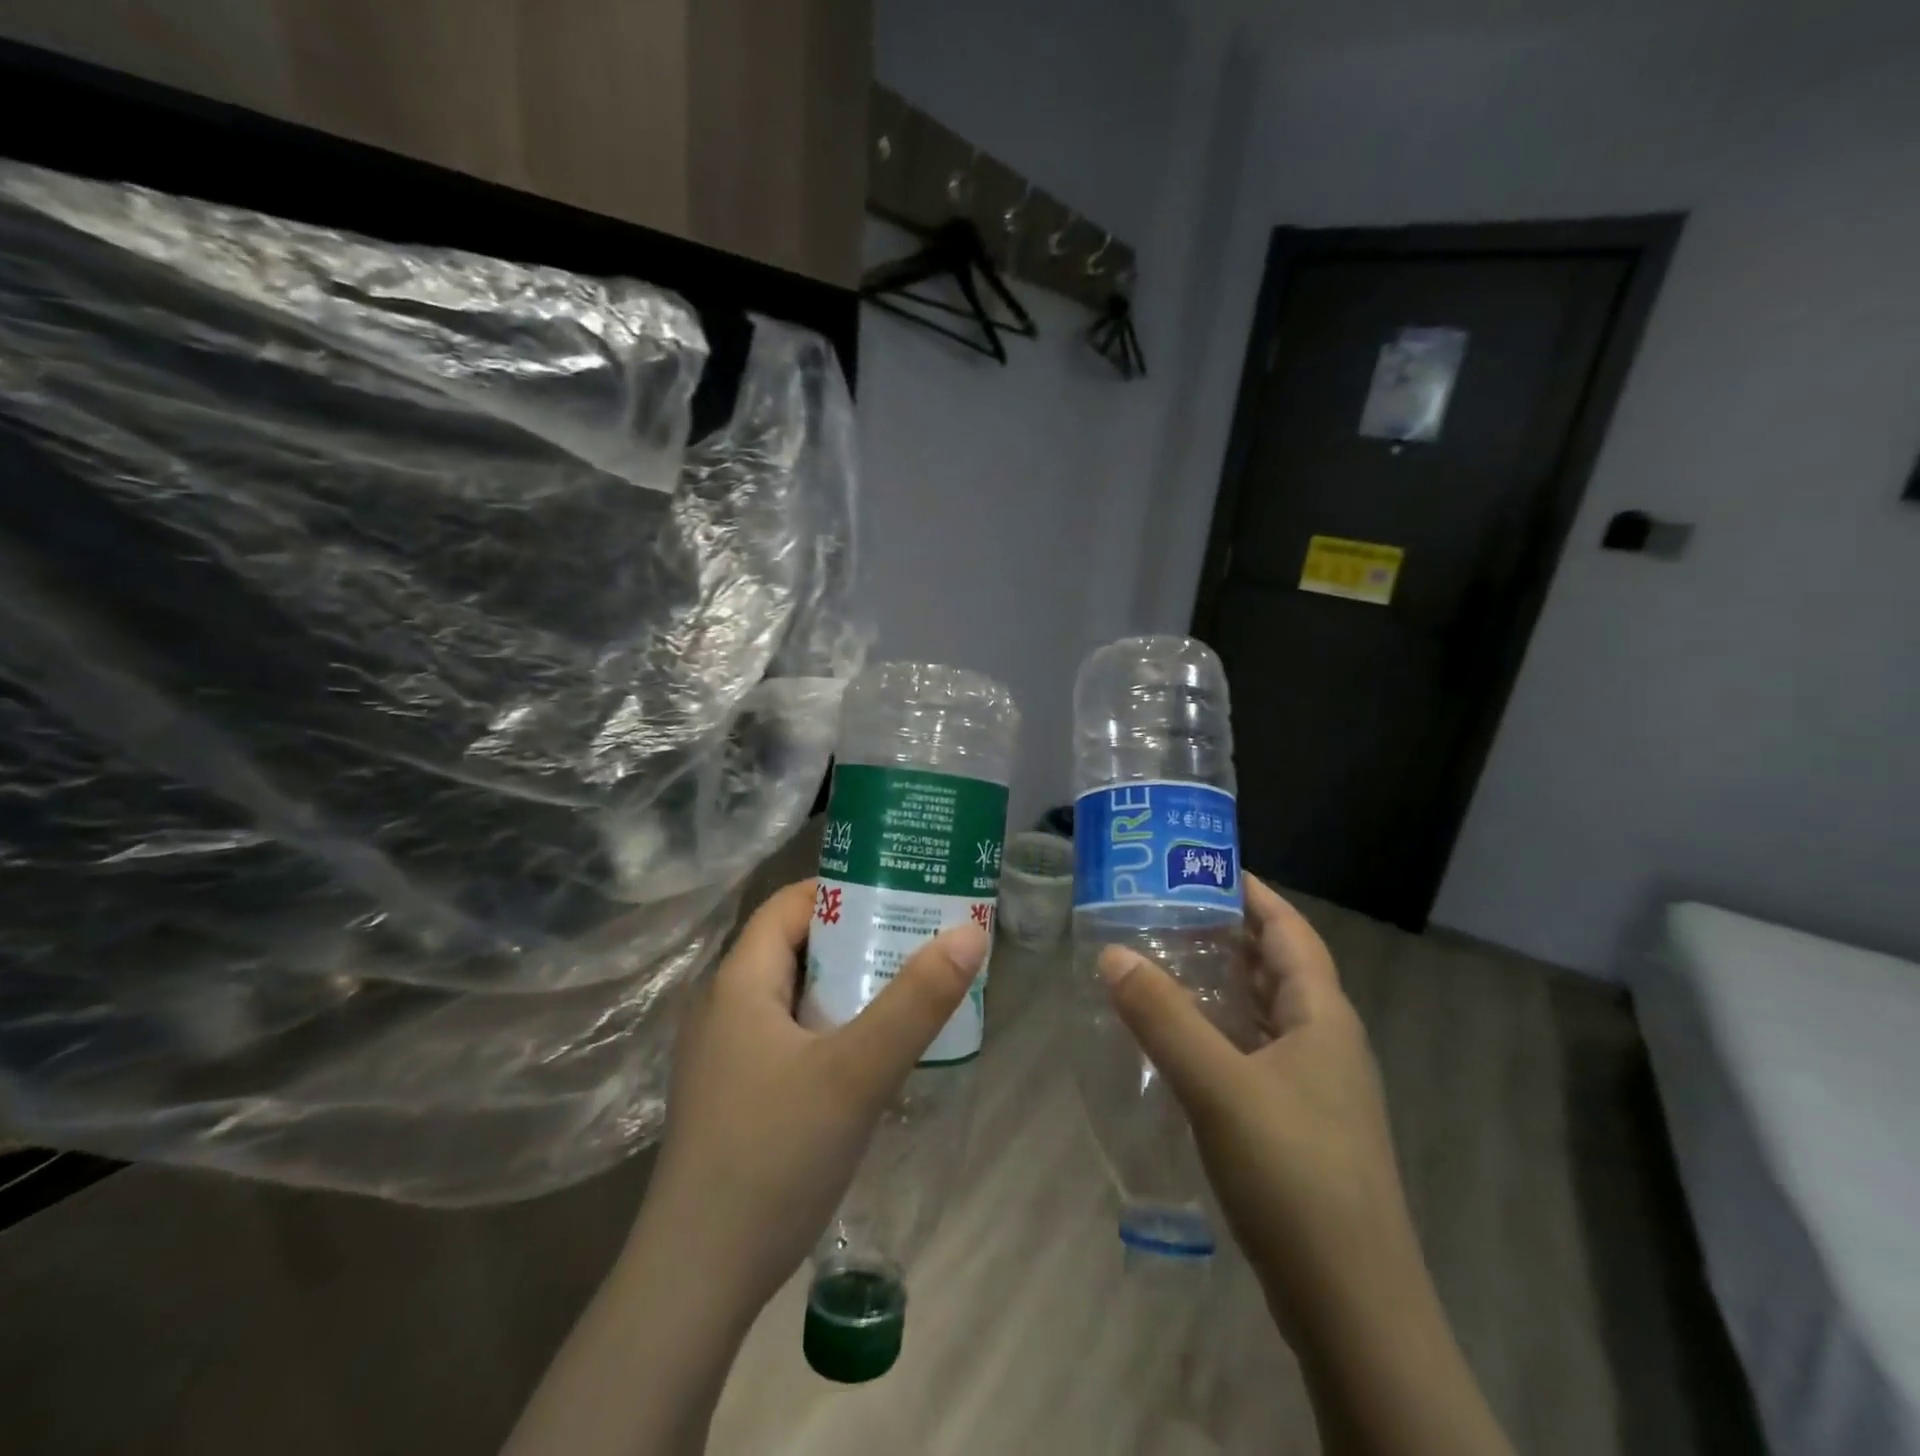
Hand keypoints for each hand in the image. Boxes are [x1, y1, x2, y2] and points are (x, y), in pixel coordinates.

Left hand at [502, 879, 989, 1455]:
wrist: (696, 1280)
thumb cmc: (772, 1156)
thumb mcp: (856, 1072)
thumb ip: (917, 1000)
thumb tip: (971, 930)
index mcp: (740, 982)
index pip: (790, 904)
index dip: (843, 889)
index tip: (901, 892)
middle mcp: (725, 1007)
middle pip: (796, 946)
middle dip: (858, 938)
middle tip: (920, 938)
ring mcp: (726, 1055)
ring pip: (796, 995)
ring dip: (848, 986)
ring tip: (909, 988)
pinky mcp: (736, 1095)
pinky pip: (791, 1036)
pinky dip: (832, 1027)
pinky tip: (871, 1054)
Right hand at [1099, 876, 1514, 1455]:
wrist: (1354, 1309)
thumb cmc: (1294, 1177)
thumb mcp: (1219, 1087)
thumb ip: (1162, 1017)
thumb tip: (1111, 952)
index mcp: (1322, 1017)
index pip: (1290, 930)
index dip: (1253, 892)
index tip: (1203, 864)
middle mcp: (1327, 1042)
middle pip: (1279, 967)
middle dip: (1230, 932)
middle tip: (1168, 908)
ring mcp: (1318, 1088)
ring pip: (1268, 1013)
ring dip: (1225, 982)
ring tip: (1168, 961)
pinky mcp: (1302, 1126)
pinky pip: (1258, 1053)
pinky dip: (1223, 1030)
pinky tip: (1184, 1041)